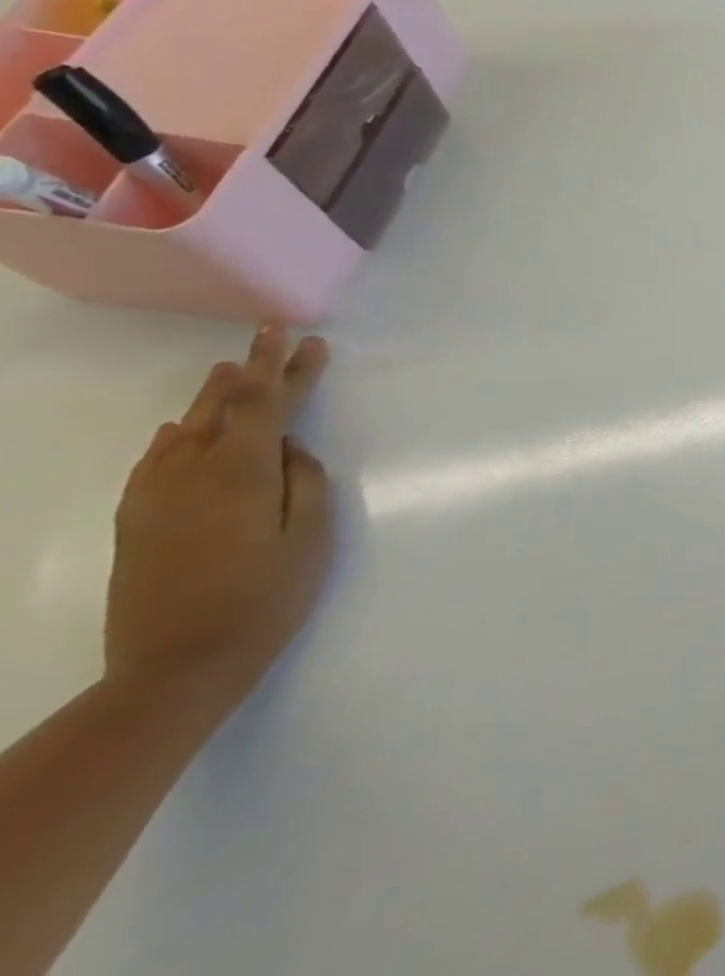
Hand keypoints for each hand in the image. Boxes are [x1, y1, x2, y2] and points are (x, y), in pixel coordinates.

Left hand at [104, 326, 333, 712]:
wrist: (175, 668)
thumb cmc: (265, 598)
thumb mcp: (309, 537)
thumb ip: (304, 481)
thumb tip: (288, 450)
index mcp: (241, 473)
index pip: (267, 404)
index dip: (289, 368)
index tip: (309, 340)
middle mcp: (191, 474)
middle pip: (224, 406)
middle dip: (253, 368)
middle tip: (271, 332)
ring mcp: (156, 498)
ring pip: (187, 429)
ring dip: (213, 395)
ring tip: (229, 367)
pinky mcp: (138, 521)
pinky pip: (156, 460)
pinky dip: (175, 434)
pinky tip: (180, 427)